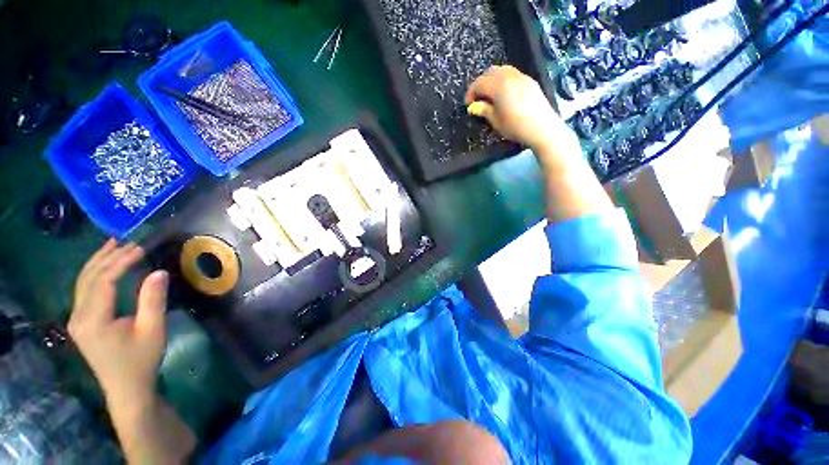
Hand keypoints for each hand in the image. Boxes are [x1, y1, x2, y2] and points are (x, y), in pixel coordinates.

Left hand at [68, 239, 168, 405]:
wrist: (127, 388)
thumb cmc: (141, 360)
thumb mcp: (152, 330)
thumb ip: (153, 300)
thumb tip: (159, 272)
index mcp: (93, 319)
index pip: (104, 281)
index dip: (121, 262)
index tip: (141, 248)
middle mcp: (78, 316)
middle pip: (88, 278)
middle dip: (107, 257)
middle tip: (128, 241)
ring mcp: (76, 320)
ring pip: (82, 283)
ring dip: (98, 262)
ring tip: (113, 245)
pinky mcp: (81, 323)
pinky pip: (84, 291)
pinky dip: (95, 274)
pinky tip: (104, 267)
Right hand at [465, 65, 579, 157]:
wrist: (542, 128)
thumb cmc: (515, 126)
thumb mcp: (496, 121)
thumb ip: (484, 110)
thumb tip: (475, 106)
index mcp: (499, 85)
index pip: (479, 83)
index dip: (471, 93)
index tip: (468, 104)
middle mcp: (510, 76)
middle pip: (490, 72)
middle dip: (481, 83)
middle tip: (477, 98)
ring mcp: (521, 77)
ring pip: (502, 70)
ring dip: (492, 79)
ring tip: (490, 95)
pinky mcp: (530, 81)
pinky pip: (512, 74)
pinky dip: (503, 80)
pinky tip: (503, 93)